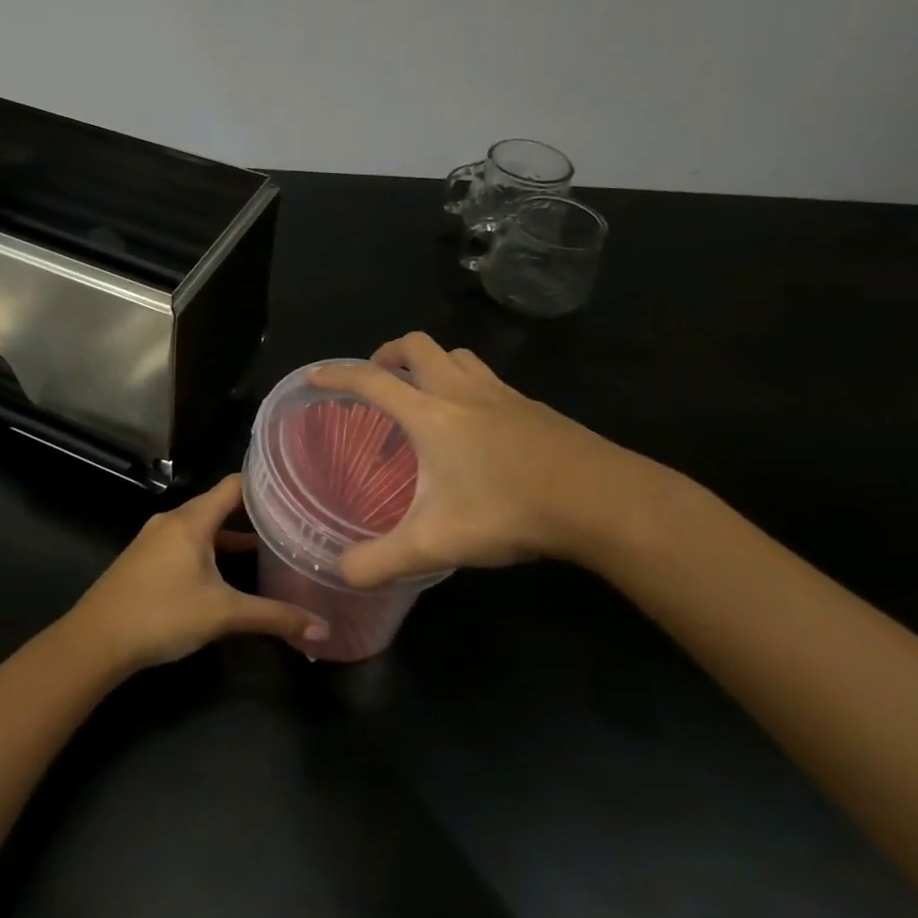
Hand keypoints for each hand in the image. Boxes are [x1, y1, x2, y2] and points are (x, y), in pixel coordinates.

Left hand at [67, 475, 330, 672]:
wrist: (95, 640)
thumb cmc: (162, 615)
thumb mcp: (223, 615)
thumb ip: (273, 617)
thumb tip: (322, 629)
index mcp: (192, 519)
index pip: (235, 484)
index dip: (265, 484)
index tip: (296, 490)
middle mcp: (173, 519)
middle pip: (220, 505)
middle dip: (254, 514)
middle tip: (291, 523)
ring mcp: (155, 538)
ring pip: (202, 527)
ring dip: (231, 536)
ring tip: (268, 549)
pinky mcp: (145, 558)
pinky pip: (186, 542)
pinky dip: (211, 550)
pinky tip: (226, 574)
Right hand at [310, 333, 668, 588]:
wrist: (601, 499)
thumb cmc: (509, 510)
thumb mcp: (435, 544)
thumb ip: (381, 560)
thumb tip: (341, 572)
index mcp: (430, 414)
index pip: (371, 380)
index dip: (338, 374)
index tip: (315, 375)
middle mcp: (461, 391)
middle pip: (417, 345)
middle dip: (388, 355)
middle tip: (378, 382)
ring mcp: (501, 394)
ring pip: (457, 355)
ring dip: (432, 363)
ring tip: (423, 395)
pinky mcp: (532, 406)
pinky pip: (488, 378)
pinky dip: (468, 384)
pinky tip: (476, 424)